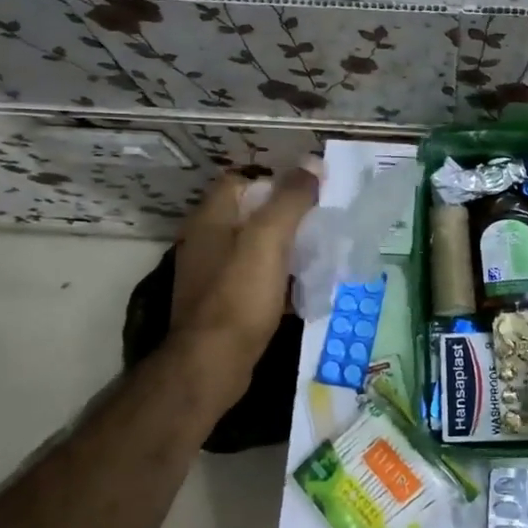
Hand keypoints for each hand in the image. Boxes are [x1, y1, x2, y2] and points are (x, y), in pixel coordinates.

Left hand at [170, 162, 320, 383]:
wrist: (212, 364)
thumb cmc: (239, 295)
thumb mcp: (269, 239)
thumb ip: (290, 199)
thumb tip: (312, 163)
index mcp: (210, 219)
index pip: (240, 181)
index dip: (274, 181)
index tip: (307, 192)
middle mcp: (206, 242)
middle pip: (251, 214)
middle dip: (286, 214)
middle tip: (321, 221)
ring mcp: (213, 275)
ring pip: (255, 248)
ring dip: (285, 247)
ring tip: (319, 250)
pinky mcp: (224, 303)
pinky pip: (256, 278)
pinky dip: (278, 277)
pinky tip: (302, 286)